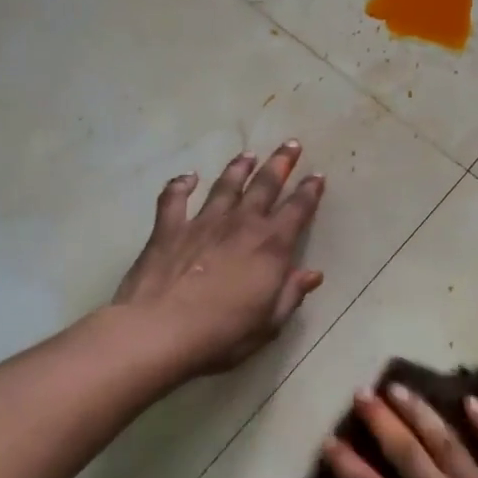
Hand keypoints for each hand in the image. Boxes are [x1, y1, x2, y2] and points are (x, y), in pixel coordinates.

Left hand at [112, 140, 325, 375]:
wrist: (159, 332)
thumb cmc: (223, 333)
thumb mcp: (270, 322)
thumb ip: (291, 293)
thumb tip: (312, 274)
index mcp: (271, 246)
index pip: (298, 210)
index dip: (310, 192)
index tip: (317, 176)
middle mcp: (241, 224)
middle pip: (265, 185)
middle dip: (281, 163)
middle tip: (291, 144)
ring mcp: (203, 223)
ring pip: (225, 186)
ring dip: (239, 168)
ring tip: (248, 155)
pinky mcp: (168, 229)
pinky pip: (174, 199)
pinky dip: (180, 185)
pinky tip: (186, 177)